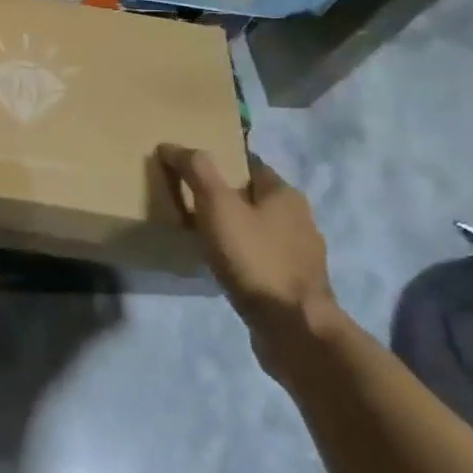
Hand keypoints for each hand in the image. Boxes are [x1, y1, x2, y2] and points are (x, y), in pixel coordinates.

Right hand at [159, 147, 336, 368]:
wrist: (293, 327)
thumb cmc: (254, 258)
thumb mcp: (217, 206)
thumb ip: (196, 170)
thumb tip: (171, 145)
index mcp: (285, 194)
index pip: (250, 164)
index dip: (222, 162)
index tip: (193, 168)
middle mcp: (300, 219)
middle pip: (256, 196)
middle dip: (227, 196)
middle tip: (191, 200)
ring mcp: (302, 254)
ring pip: (261, 229)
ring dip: (237, 229)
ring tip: (203, 235)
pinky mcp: (296, 285)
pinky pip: (264, 259)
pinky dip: (244, 257)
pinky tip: (224, 266)